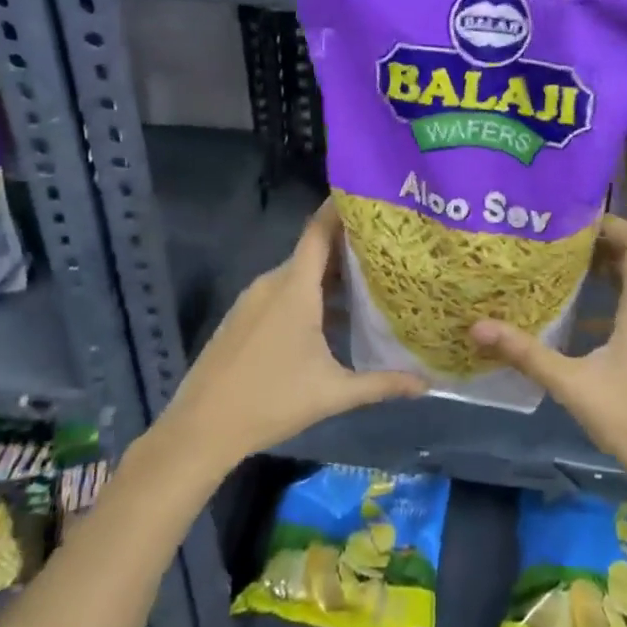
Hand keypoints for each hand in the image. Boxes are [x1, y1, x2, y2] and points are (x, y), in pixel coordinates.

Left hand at [164, 201, 426, 470]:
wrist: (200, 428)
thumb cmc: (271, 401)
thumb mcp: (333, 393)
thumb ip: (381, 384)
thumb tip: (426, 384)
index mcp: (294, 288)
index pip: (320, 231)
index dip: (341, 209)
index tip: (370, 198)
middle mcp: (272, 283)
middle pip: (314, 252)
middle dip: (349, 248)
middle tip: (388, 249)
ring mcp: (253, 299)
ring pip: (298, 274)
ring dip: (329, 275)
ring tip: (368, 283)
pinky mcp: (242, 317)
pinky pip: (281, 291)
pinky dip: (307, 292)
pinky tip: (330, 317)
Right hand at [470, 215, 626, 495]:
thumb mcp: (570, 383)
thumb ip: (525, 352)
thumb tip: (476, 328)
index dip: (610, 223)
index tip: (571, 218)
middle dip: (600, 242)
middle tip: (557, 237)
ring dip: (607, 267)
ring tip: (563, 262)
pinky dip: (614, 292)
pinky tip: (579, 308)